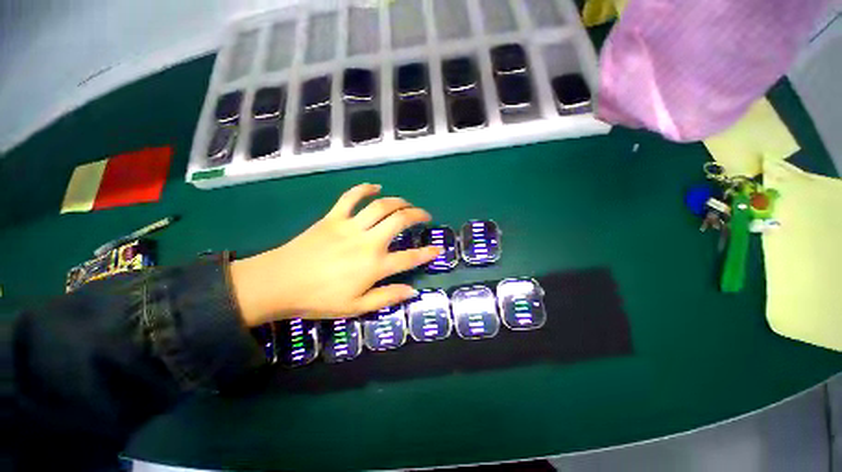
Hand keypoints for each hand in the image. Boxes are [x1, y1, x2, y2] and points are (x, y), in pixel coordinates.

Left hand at [230, 184, 440, 325]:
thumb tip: (412, 291)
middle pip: (400, 221)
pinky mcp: (334, 217)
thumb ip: (387, 298)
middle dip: (417, 215)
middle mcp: (368, 242)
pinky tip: (375, 187)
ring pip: (381, 206)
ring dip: (399, 201)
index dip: (426, 253)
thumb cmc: (319, 299)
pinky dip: (364, 189)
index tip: (437, 249)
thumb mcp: (356, 307)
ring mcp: (351, 226)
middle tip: (425, 215)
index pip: (409, 258)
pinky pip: (351, 197)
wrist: (279, 282)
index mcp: (375, 266)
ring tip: (407, 203)